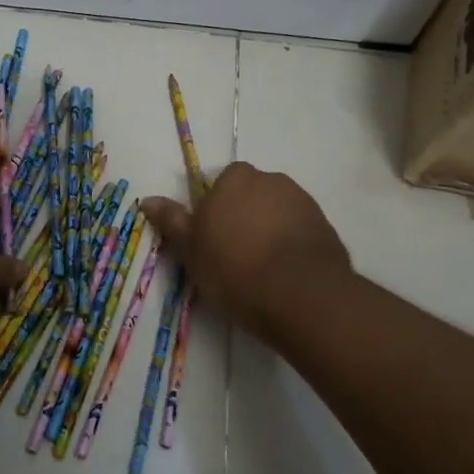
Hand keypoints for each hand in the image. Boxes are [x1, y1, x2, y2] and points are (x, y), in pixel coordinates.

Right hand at [140, 162, 350, 337]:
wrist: (300, 294)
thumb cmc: (233, 267)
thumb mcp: (191, 248)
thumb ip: (172, 221)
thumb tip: (148, 200)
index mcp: (235, 179)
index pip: (222, 180)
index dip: (216, 206)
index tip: (211, 235)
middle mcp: (271, 180)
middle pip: (252, 193)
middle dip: (244, 214)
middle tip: (234, 251)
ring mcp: (303, 202)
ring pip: (277, 210)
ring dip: (269, 228)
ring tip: (261, 266)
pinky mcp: (325, 226)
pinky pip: (300, 229)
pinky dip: (291, 243)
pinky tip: (284, 272)